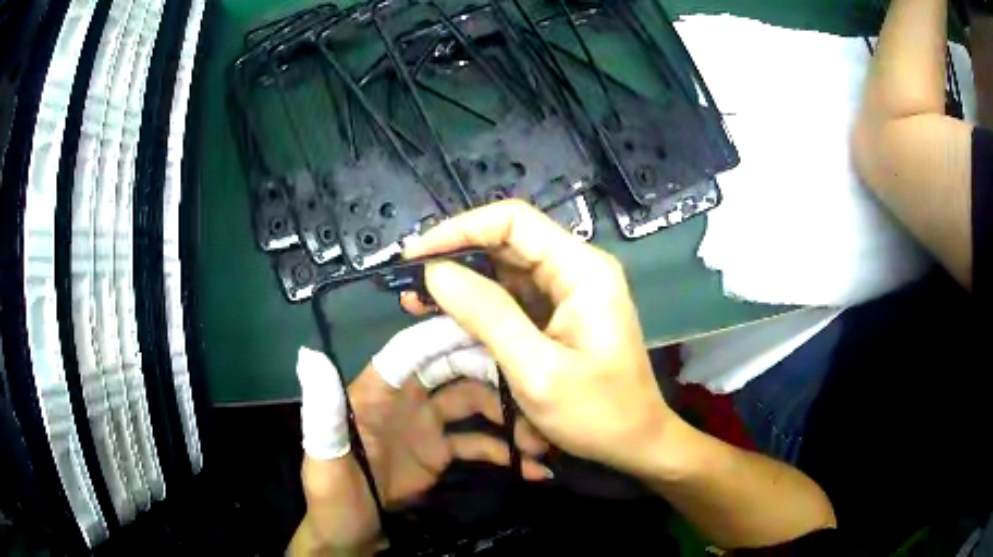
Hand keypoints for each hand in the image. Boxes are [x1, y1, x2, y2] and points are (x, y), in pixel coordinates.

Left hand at [291, 318, 551, 554]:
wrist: (350, 537)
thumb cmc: (332, 498)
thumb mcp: (323, 459)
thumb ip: (322, 412)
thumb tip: (309, 356)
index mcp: (374, 392)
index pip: (410, 351)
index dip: (446, 336)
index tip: (489, 329)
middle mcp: (404, 400)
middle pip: (452, 371)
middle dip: (490, 375)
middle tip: (531, 391)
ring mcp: (427, 426)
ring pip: (474, 405)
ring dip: (507, 417)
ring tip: (540, 441)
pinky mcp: (442, 453)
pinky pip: (479, 444)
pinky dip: (505, 453)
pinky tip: (533, 469)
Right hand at [403, 200, 675, 476]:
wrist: (635, 442)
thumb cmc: (597, 413)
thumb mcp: (537, 370)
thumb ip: (487, 315)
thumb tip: (436, 272)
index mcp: (582, 270)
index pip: (512, 221)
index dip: (459, 230)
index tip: (417, 257)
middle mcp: (577, 268)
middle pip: (507, 241)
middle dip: (456, 257)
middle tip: (410, 283)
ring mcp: (570, 290)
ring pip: (506, 268)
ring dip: (463, 282)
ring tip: (418, 300)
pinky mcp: (561, 312)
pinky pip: (514, 296)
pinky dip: (480, 304)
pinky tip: (449, 316)